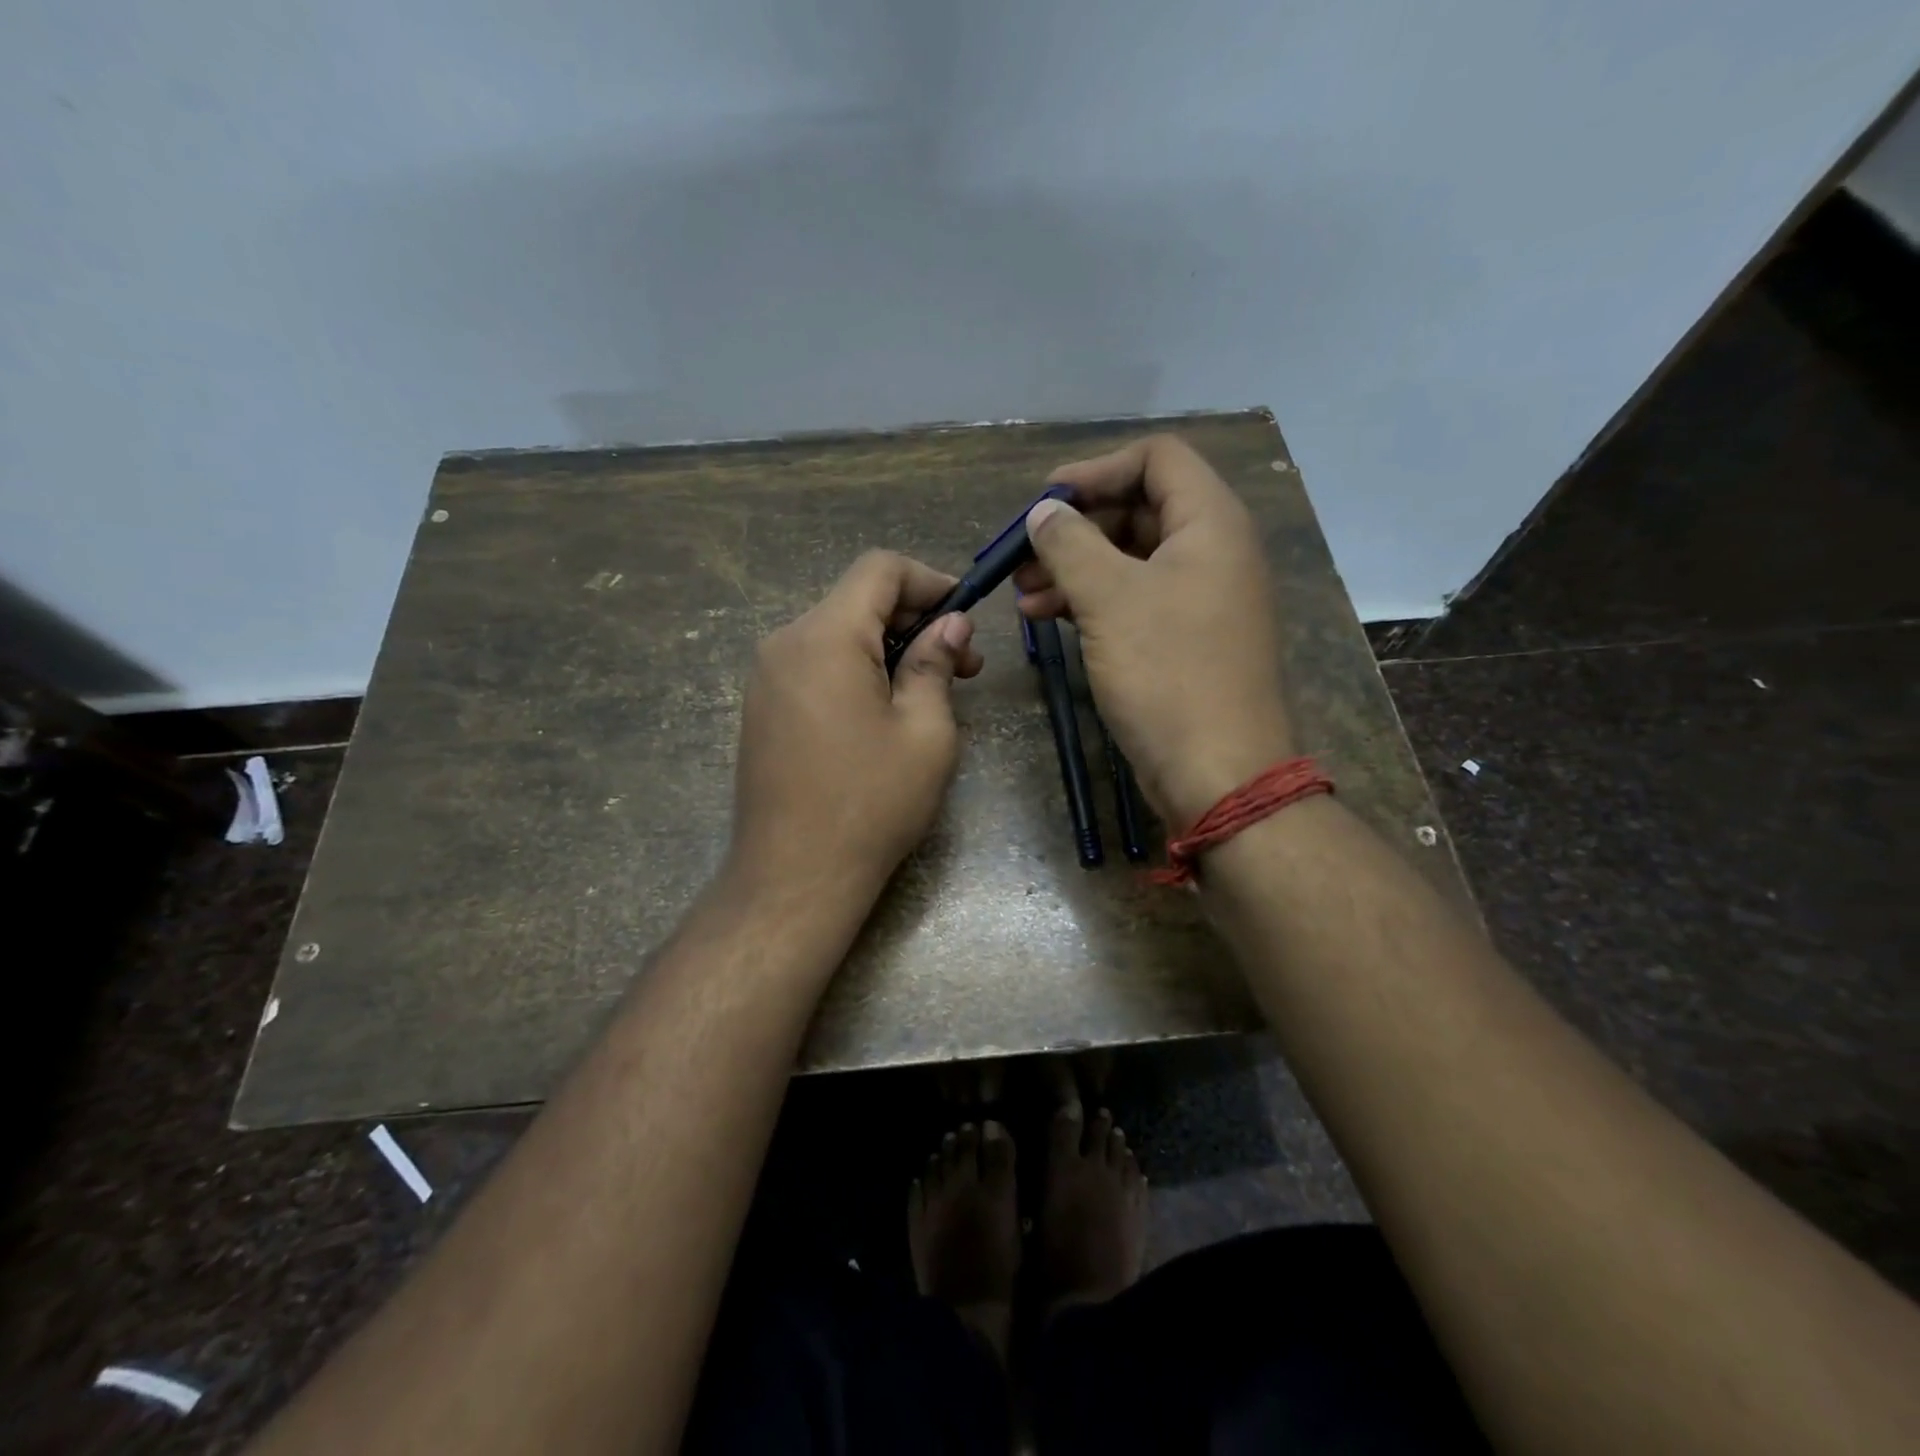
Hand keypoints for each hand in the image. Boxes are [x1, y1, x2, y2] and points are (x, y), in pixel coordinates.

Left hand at [730, 551, 983, 902]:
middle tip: (963, 666)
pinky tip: (885, 712)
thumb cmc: (871, 803)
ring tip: (930, 693)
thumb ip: (936, 664)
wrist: (793, 877)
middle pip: (856, 600)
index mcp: (825, 636)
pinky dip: (857, 671)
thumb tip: (952, 624)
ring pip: (837, 634)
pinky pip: (816, 666)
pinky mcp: (763, 709)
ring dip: (888, 649)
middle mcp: (785, 643)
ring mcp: (766, 678)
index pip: (878, 569)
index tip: (966, 615)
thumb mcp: (925, 731)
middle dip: (914, 620)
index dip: (929, 580)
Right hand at [1014, 434, 1291, 827]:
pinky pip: (1135, 599)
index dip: (1097, 470)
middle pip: (1139, 509)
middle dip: (1077, 528)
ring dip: (1075, 568)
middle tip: (1024, 555)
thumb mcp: (1109, 599)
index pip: (1157, 458)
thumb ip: (1070, 544)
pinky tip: (1046, 618)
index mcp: (1211, 523)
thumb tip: (1043, 512)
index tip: (1046, 502)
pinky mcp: (1186, 639)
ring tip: (1023, 594)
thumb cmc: (1167, 674)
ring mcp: (1201, 598)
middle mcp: (1214, 551)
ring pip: (1131, 559)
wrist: (1218, 773)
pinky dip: (1092, 601)